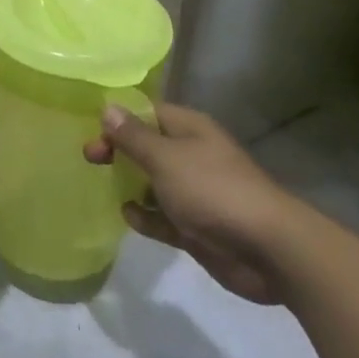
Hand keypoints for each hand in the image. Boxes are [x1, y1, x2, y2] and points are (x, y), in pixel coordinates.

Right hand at [85, 103, 300, 304]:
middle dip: (119, 152)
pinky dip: (145, 217)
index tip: (92, 133)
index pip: (147, 113)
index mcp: (189, 130)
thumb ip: (133, 136)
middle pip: (147, 147)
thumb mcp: (165, 158)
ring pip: (153, 183)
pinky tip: (129, 217)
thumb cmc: (212, 190)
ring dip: (130, 185)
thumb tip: (108, 108)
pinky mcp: (196, 227)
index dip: (119, 120)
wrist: (268, 250)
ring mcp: (195, 193)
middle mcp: (192, 156)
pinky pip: (162, 217)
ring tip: (103, 188)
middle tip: (90, 160)